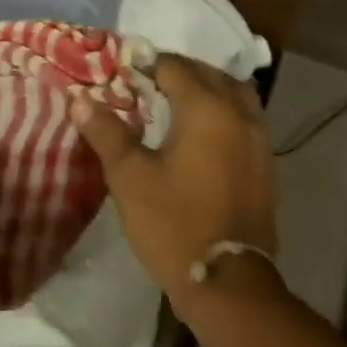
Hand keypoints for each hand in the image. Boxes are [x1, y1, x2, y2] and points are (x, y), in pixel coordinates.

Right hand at [71, 55, 278, 304]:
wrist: (227, 282)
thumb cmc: (173, 224)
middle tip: (147, 83)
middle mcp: (239, 114)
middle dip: (179, 72)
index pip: (175, 67)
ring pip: (235, 93)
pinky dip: (224, 111)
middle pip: (209, 74)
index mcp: (206, 109)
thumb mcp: (130, 177)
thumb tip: (79, 99)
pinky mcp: (266, 163)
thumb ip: (107, 132)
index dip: (148, 64)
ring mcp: (259, 139)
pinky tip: (203, 131)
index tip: (124, 71)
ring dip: (207, 88)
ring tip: (178, 101)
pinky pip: (245, 118)